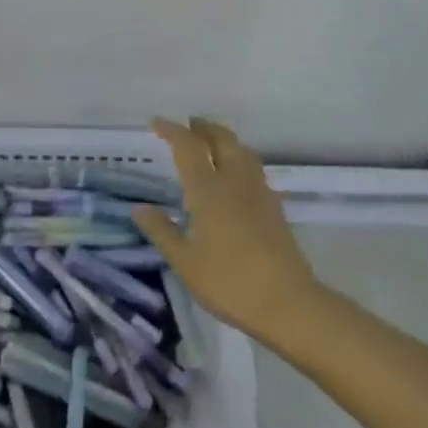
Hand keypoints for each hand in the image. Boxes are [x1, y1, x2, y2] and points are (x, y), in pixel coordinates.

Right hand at [135, 118, 319, 343]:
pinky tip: (233, 178)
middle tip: (187, 127)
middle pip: (222, 139)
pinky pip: (253, 169)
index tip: (156, 123)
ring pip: (242, 150)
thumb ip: (162, 231)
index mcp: (209, 190)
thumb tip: (138, 208)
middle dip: (203, 128)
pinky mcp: (274, 207)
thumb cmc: (229, 282)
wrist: (288, 303)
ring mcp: (259, 192)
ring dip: (224, 139)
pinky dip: (238, 159)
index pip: (189, 147)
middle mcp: (235, 182)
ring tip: (210, 145)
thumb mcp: (185, 262)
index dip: (172, 131)